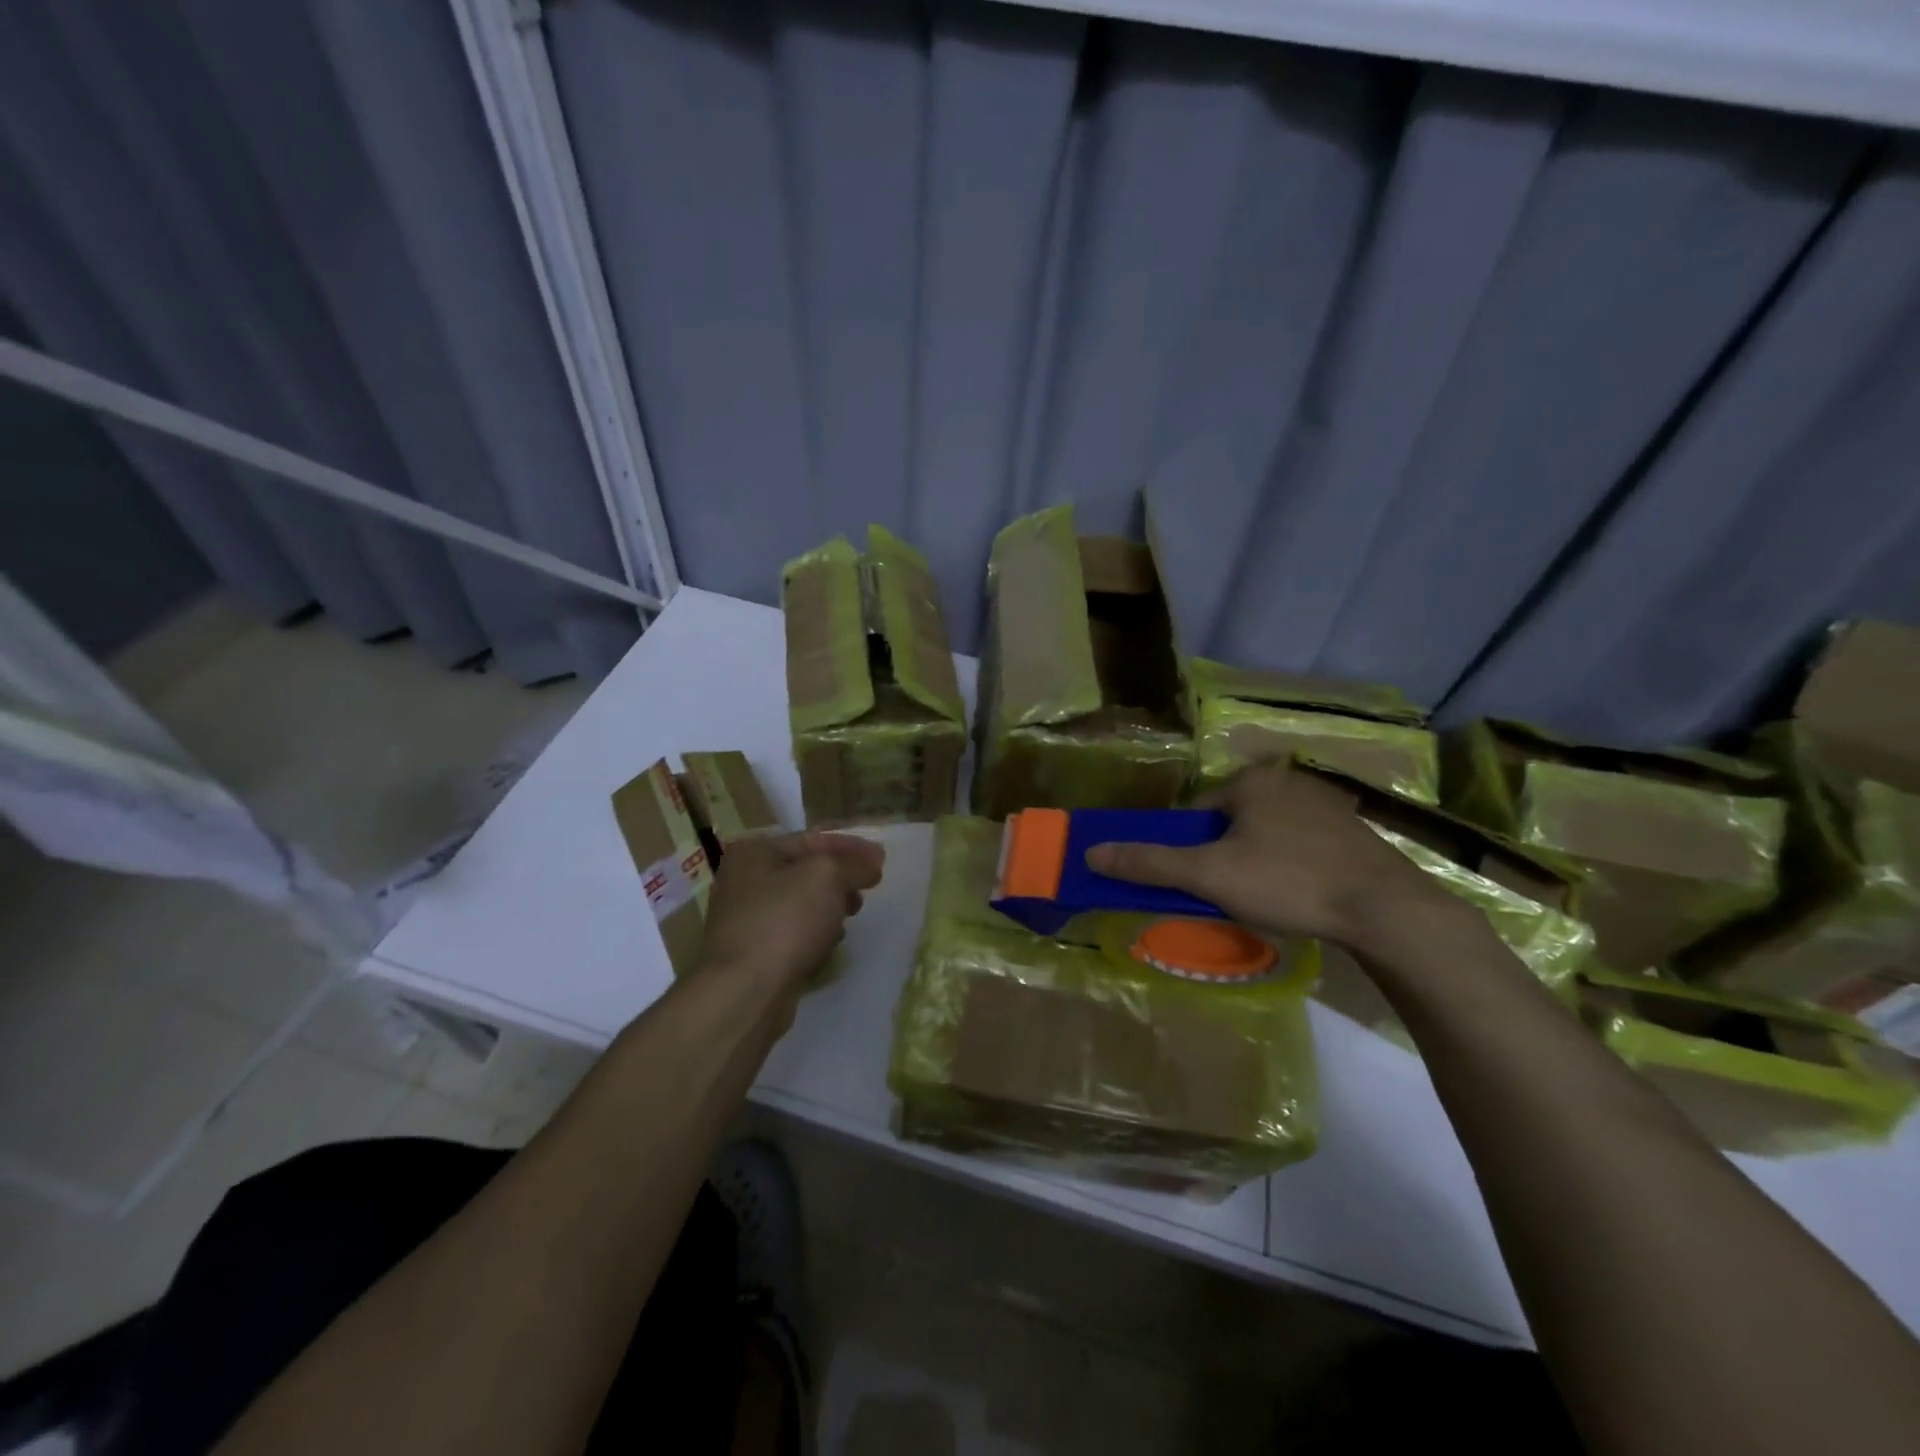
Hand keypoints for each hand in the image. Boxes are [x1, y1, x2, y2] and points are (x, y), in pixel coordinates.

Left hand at [697, 831, 884, 990]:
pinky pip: (792, 934)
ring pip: (801, 904)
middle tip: (867, 891)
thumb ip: (854, 864)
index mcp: (754, 853)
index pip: (811, 839)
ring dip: (829, 908)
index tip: (881, 859)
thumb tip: (872, 863)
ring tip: (849, 919)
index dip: (850, 846)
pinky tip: (828, 946)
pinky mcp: (753, 954)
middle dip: (840, 879)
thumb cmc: (785, 920)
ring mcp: (746, 919)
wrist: (746, 991)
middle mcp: (744, 881)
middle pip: (805, 872)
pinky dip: (814, 935)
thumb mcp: (827, 877)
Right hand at [1085, 761, 1447, 950]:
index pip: (1197, 814)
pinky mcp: (1356, 833)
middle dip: (1224, 858)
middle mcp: (1289, 781)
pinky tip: (1302, 897)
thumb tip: (1091, 853)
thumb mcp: (1210, 875)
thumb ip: (1150, 864)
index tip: (1198, 884)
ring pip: (1268, 836)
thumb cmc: (1288, 882)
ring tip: (1267, 902)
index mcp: (1252, 781)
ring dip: (1257, 864)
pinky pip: (1303, 846)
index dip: (1189, 851)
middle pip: (1232, 824)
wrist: (1387, 911)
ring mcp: (1328, 806)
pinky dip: (1293, 868)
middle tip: (1230, 897)